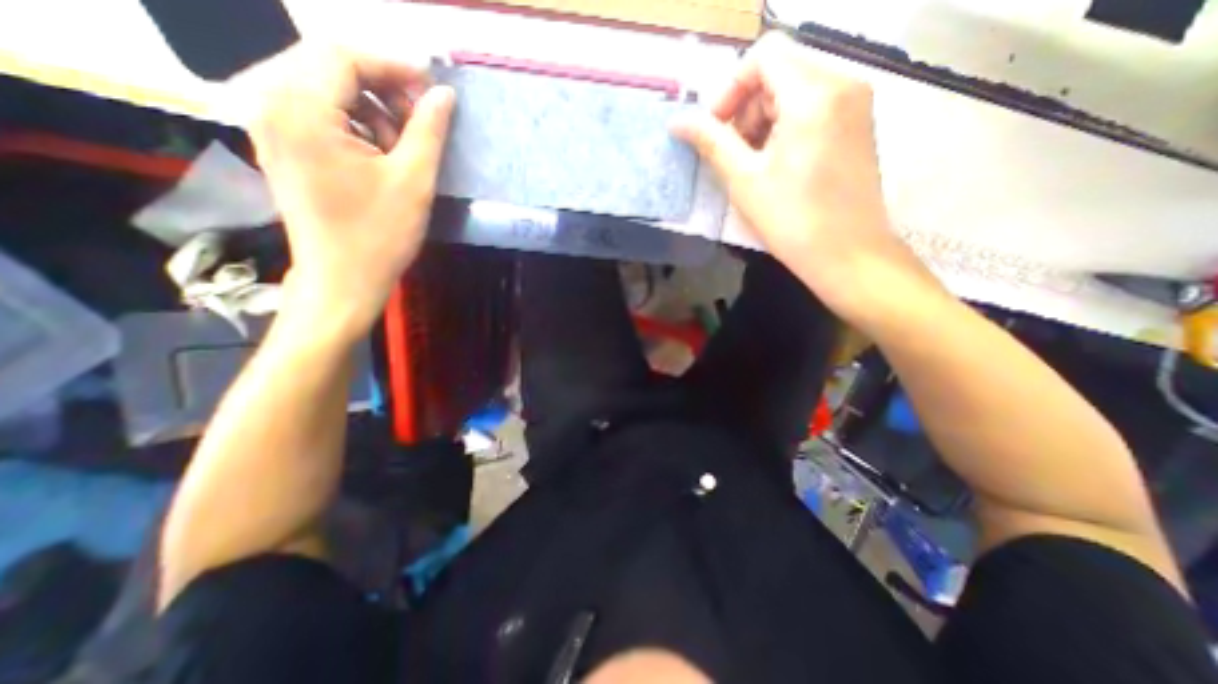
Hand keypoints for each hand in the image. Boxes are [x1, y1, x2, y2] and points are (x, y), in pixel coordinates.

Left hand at [249, 46, 454, 338]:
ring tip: (402, 148)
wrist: (343, 279)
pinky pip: (319, 113)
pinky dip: (355, 125)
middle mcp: (271, 105)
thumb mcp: (413, 181)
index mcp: (301, 110)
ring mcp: (271, 126)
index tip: (433, 88)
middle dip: (383, 88)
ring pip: (326, 89)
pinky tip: (379, 156)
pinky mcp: (282, 146)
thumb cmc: (380, 235)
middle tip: (421, 121)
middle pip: (329, 67)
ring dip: (371, 109)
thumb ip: (428, 131)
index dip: (393, 65)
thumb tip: (444, 95)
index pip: (343, 55)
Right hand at [670, 31, 933, 324]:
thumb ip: (710, 142)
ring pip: (795, 90)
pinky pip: (814, 109)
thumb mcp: (743, 180)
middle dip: (747, 109)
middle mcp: (843, 84)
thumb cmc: (792, 220)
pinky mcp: (858, 126)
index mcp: (814, 94)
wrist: (848, 256)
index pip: (763, 56)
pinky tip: (778, 167)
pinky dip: (786, 129)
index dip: (730, 90)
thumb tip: (677, 121)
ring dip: (764, 121)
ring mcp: (856, 105)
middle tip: (735, 155)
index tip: (719, 131)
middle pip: (780, 72)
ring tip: (755, 166)